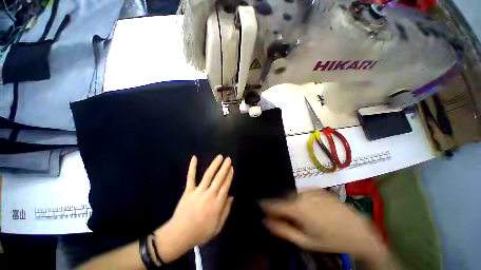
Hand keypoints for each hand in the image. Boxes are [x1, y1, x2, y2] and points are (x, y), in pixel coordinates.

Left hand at [154, 155, 233, 262]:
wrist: (180, 235)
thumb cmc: (201, 232)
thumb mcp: (218, 227)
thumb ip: (226, 211)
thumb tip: (231, 196)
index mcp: (217, 204)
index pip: (226, 186)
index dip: (229, 176)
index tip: (232, 168)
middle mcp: (209, 195)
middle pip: (219, 178)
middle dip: (225, 167)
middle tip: (228, 159)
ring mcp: (198, 191)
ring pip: (208, 175)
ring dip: (215, 165)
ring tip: (219, 157)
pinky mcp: (188, 190)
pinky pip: (191, 177)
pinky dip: (192, 167)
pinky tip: (194, 158)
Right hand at [261, 190, 384, 258]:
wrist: (358, 231)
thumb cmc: (330, 240)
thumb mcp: (305, 241)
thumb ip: (283, 230)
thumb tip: (265, 220)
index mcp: (297, 207)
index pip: (273, 203)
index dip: (265, 205)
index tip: (259, 205)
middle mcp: (301, 194)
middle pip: (282, 198)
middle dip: (279, 206)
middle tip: (283, 216)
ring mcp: (310, 189)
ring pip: (291, 194)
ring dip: (289, 202)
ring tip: (297, 214)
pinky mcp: (317, 188)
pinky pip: (301, 192)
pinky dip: (298, 198)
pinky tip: (307, 208)